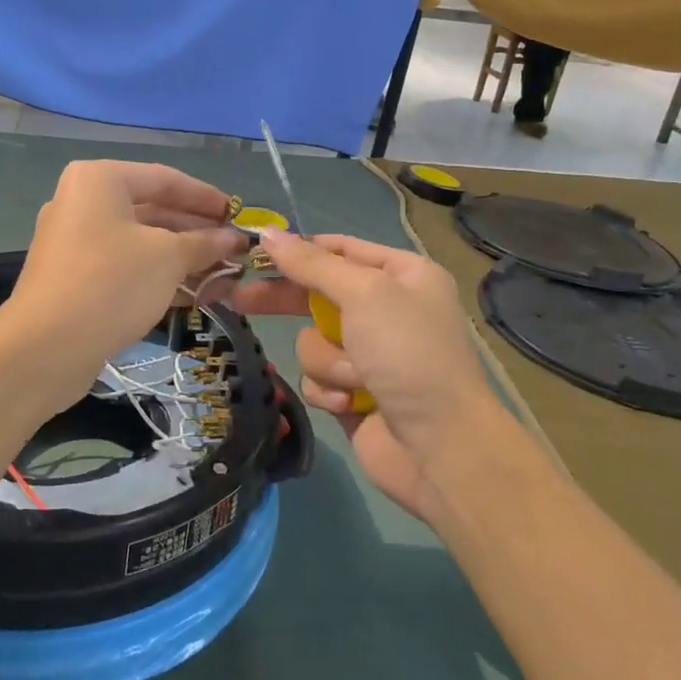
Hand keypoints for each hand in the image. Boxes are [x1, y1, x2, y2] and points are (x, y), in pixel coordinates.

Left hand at [3, 160, 246, 388]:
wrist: (46, 347)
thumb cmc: (112, 282)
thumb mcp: (168, 257)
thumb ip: (204, 243)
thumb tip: (234, 239)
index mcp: (100, 180)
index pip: (165, 179)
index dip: (206, 197)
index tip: (238, 215)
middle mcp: (82, 202)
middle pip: (153, 210)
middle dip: (197, 231)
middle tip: (234, 249)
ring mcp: (75, 241)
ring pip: (140, 242)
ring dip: (182, 257)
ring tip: (223, 274)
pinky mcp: (74, 277)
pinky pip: (125, 265)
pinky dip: (158, 275)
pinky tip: (193, 293)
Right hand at [232, 231, 499, 520]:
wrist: (441, 447)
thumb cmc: (409, 354)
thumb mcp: (364, 294)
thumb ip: (312, 264)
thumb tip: (268, 232)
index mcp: (403, 275)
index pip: (340, 248)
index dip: (299, 249)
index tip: (255, 250)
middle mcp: (387, 309)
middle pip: (317, 293)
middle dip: (285, 300)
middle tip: (239, 298)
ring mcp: (369, 354)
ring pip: (312, 340)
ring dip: (327, 359)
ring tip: (355, 377)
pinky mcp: (353, 392)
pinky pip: (317, 377)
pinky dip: (329, 388)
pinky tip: (351, 403)